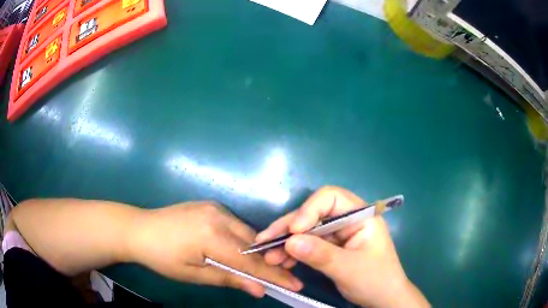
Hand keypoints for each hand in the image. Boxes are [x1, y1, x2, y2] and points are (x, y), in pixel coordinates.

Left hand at [127, 202, 302, 297]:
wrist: (138, 229)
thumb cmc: (162, 257)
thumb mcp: (194, 274)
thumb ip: (229, 279)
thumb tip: (260, 290)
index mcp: (211, 235)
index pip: (251, 260)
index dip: (275, 275)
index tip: (296, 284)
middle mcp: (218, 215)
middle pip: (254, 243)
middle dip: (270, 262)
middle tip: (284, 277)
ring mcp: (215, 207)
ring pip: (246, 233)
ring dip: (256, 251)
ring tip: (264, 268)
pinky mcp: (210, 206)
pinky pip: (235, 225)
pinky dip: (243, 240)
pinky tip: (240, 252)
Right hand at [256, 186, 429, 307]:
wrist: (384, 300)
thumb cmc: (375, 281)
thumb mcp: (348, 269)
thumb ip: (320, 254)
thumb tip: (289, 242)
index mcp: (361, 216)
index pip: (331, 197)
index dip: (309, 209)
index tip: (293, 231)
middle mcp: (349, 220)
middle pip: (314, 214)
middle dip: (289, 228)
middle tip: (265, 242)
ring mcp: (339, 235)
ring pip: (308, 230)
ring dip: (287, 242)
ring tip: (269, 256)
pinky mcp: (332, 248)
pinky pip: (309, 244)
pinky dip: (294, 252)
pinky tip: (281, 261)